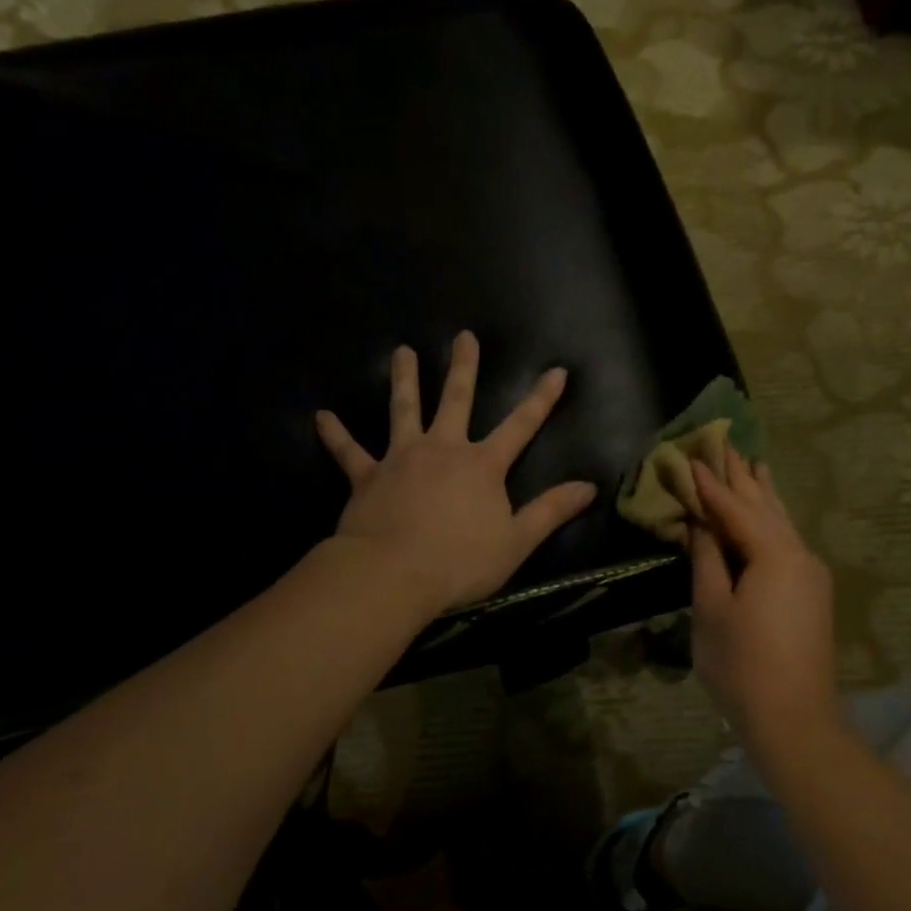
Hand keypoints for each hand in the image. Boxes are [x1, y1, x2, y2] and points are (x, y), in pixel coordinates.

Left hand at [314, 331, 596, 615]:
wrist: (393, 574)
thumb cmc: (460, 561)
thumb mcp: (517, 541)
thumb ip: (551, 511)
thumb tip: (589, 487)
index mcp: (482, 465)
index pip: (522, 425)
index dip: (542, 398)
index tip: (557, 370)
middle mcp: (443, 450)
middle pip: (457, 400)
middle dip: (464, 367)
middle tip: (463, 336)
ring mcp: (402, 458)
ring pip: (404, 410)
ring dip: (404, 380)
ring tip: (402, 352)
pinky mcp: (367, 477)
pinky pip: (349, 452)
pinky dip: (335, 435)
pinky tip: (321, 417)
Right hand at [688, 451, 837, 749]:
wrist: (795, 719)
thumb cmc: (742, 665)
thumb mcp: (711, 610)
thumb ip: (706, 559)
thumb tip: (700, 523)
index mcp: (774, 554)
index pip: (735, 507)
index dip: (710, 483)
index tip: (690, 455)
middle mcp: (799, 553)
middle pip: (764, 505)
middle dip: (741, 476)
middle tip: (723, 442)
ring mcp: (810, 572)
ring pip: (781, 520)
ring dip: (762, 492)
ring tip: (751, 460)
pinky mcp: (811, 590)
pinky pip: (787, 539)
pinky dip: (772, 518)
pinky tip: (768, 509)